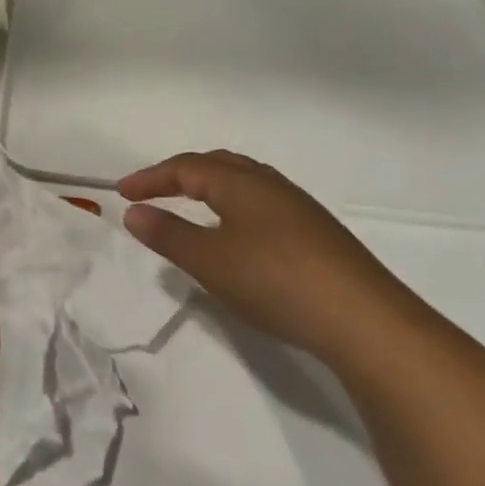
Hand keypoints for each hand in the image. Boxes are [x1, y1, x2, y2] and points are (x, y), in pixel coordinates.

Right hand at [118, 150, 416, 365]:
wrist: (362, 319)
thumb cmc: (274, 281)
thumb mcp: (209, 261)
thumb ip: (168, 235)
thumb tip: (134, 212)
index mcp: (242, 184)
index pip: (186, 168)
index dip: (151, 178)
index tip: (122, 193)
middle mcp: (271, 186)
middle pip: (218, 165)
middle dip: (179, 175)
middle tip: (152, 192)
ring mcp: (298, 209)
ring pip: (244, 183)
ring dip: (209, 187)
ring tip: (188, 206)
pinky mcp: (315, 234)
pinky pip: (260, 203)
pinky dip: (232, 206)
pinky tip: (234, 234)